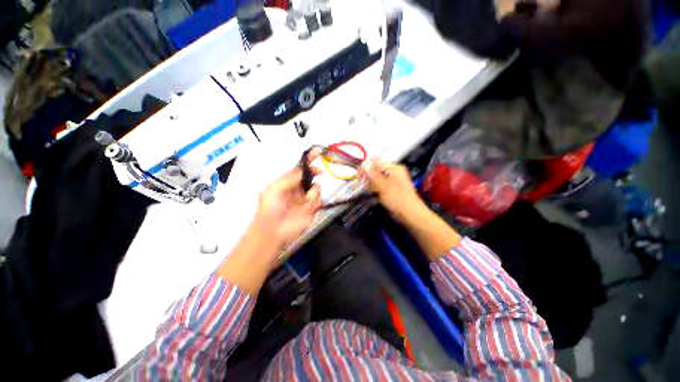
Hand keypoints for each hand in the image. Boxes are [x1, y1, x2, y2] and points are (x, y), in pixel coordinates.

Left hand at [251, 162, 321, 251]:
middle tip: (318, 172)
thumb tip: (304, 169)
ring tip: (304, 200)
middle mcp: (298, 188)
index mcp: (288, 182)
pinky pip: (319, 200)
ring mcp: (306, 198)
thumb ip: (290, 177)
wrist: (273, 230)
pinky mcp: (312, 208)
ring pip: (317, 188)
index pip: (300, 168)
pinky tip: (307, 207)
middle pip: (312, 175)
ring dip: (312, 192)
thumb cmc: (270, 208)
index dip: (309, 160)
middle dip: (315, 172)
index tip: (318, 152)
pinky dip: (315, 202)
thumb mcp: (275, 188)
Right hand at [360, 158, 423, 221]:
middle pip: (375, 170)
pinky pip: (379, 186)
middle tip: (365, 187)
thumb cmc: (398, 199)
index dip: (366, 168)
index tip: (359, 178)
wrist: (410, 215)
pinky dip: (375, 189)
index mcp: (394, 168)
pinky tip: (374, 194)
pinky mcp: (389, 190)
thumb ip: (373, 174)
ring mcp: (391, 181)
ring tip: (372, 192)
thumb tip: (364, 165)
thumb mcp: (384, 186)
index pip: (375, 162)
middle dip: (368, 178)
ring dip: (370, 185)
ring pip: (375, 179)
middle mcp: (392, 173)